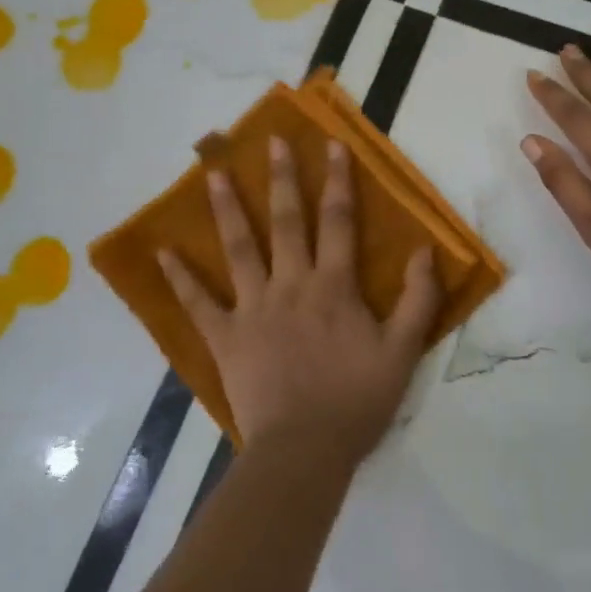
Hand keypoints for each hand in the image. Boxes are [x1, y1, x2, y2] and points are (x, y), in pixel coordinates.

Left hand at [158, 136, 441, 464]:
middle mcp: (291, 284)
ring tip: (215, 174)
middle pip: (287, 222)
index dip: (338, 180)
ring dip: (228, 209)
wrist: (304, 450)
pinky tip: (164, 252)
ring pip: (239, 248)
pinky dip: (181, 278)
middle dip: (282, 178)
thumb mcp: (402, 351)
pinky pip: (199, 303)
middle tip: (272, 141)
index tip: (332, 145)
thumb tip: (426, 250)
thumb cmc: (356, 401)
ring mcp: (253, 308)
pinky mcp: (225, 336)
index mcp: (333, 286)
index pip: (338, 221)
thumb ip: (417, 299)